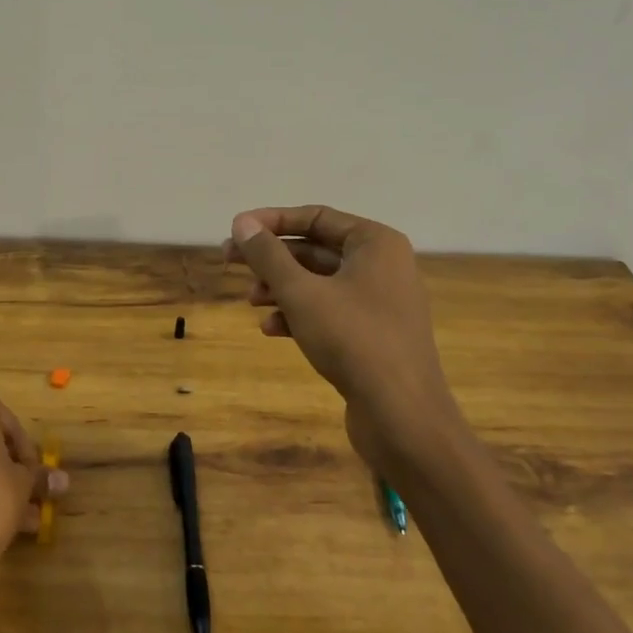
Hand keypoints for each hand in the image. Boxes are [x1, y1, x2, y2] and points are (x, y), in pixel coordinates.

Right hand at [224, 205, 458, 469]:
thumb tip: (242, 223)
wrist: (402, 416)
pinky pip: (329, 312)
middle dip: (272, 258)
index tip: (236, 230)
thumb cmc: (353, 340)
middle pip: (315, 249)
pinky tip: (271, 330)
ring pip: (319, 282)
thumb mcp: (301, 293)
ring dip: (281, 288)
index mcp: (375, 243)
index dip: (272, 221)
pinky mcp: (372, 335)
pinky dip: (299, 315)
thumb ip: (268, 255)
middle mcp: (382, 265)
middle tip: (230, 262)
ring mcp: (379, 302)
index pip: (316, 217)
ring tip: (252, 300)